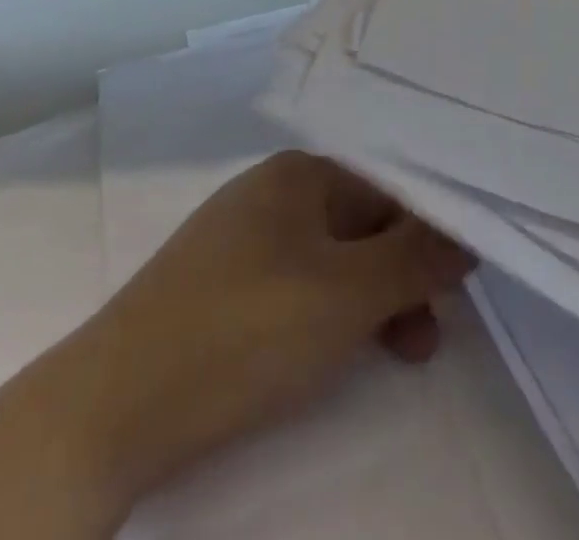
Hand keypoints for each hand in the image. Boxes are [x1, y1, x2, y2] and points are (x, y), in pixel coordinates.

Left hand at [92, 151, 472, 485]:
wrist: (110, 407)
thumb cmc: (245, 331)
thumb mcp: (349, 294)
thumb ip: (416, 259)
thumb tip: (467, 232)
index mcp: (301, 173)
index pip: (389, 190)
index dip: (428, 235)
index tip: (455, 288)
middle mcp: (271, 190)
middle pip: (360, 225)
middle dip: (400, 280)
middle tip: (423, 341)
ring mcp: (239, 235)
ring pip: (328, 259)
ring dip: (367, 303)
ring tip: (391, 357)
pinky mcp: (216, 282)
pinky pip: (292, 282)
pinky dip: (323, 313)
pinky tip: (324, 351)